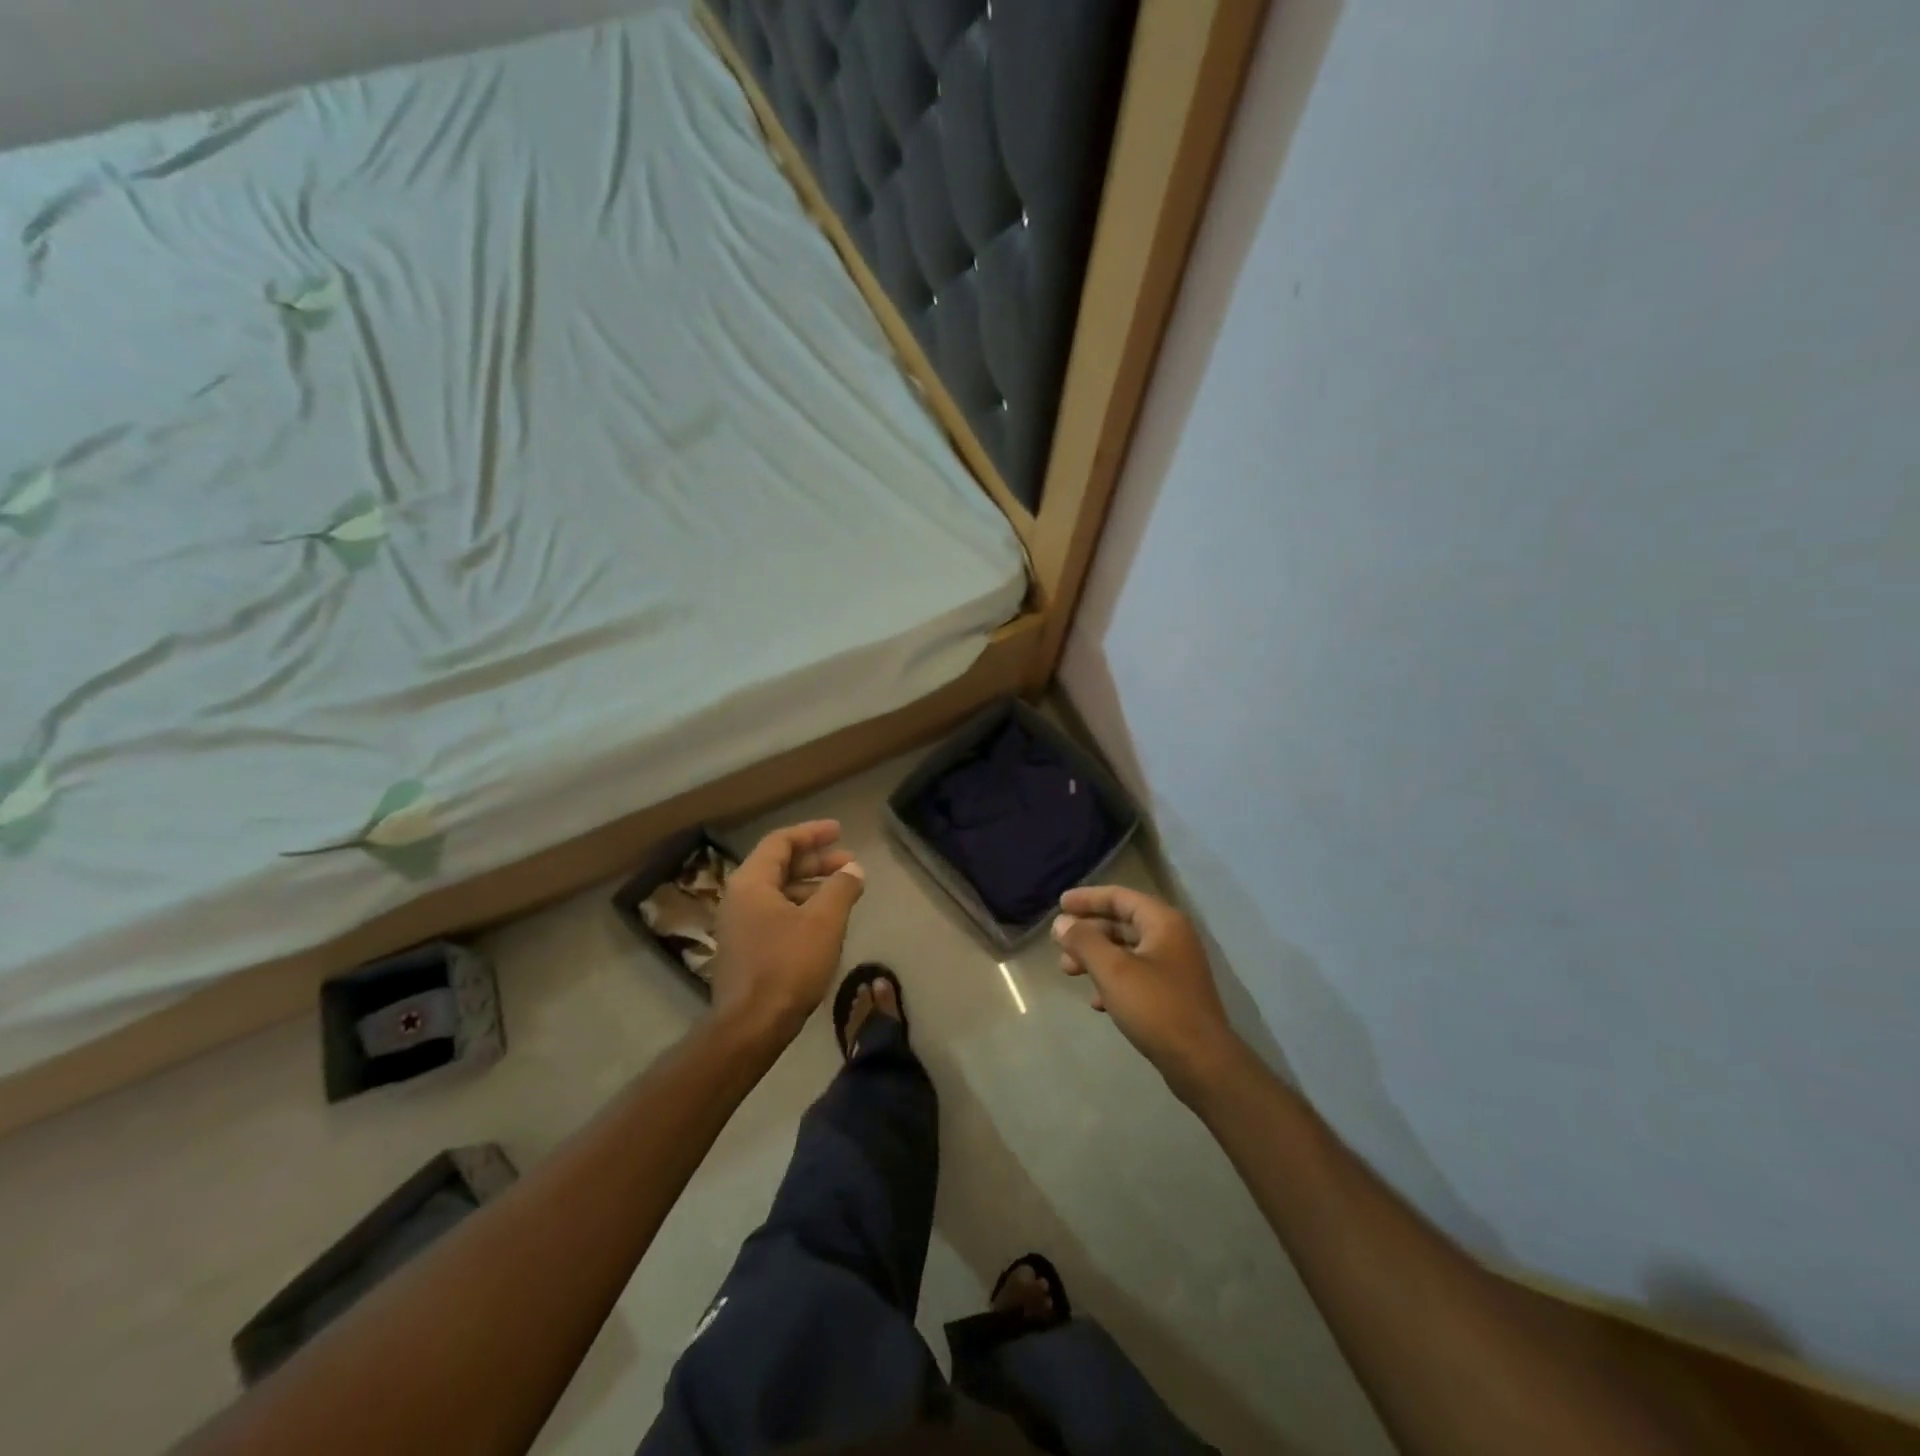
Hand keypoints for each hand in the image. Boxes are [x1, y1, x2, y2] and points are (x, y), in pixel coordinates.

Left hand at [709, 821, 864, 1043]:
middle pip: (779, 866)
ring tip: (845, 891)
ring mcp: (740, 926)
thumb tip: (853, 869)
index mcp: (751, 882)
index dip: (812, 833)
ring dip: (812, 886)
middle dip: (816, 861)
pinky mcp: (746, 949)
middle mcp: (739, 898)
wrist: (751, 1026)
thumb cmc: (787, 965)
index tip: (839, 831)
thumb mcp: (824, 922)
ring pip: (779, 892)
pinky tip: (826, 921)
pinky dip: (802, 908)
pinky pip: (776, 914)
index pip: (781, 842)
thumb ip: (841, 888)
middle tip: (850, 862)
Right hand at [1053, 886, 1241, 1099]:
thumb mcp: (1113, 970)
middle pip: (1122, 923)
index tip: (1060, 904)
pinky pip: (1136, 975)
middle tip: (1059, 944)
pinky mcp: (1172, 994)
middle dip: (1088, 932)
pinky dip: (1112, 980)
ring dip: (1096, 957)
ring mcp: (1174, 967)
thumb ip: (1084, 941)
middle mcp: (1172, 938)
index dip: (1088, 898)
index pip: (1120, 897)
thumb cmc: (1156, 1007)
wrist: (1202, 1063)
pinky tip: (1096, 1001)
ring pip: (1126, 951)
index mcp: (1163, 922)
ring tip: (1068, 971)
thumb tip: (1062, 922)